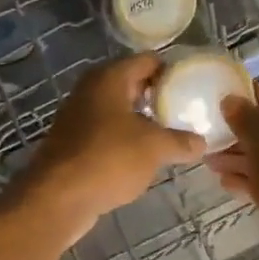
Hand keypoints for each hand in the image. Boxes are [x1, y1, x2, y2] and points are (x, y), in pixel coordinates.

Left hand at [3, 54, 205, 245]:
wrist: (57, 198)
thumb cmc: (108, 159)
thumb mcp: (154, 148)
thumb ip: (180, 141)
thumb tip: (201, 142)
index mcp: (109, 78)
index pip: (147, 61)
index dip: (172, 71)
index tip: (194, 87)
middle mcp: (91, 89)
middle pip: (132, 84)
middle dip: (158, 97)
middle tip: (186, 112)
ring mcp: (78, 116)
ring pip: (119, 110)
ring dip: (142, 120)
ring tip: (171, 135)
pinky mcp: (73, 142)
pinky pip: (107, 132)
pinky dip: (126, 139)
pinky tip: (143, 156)